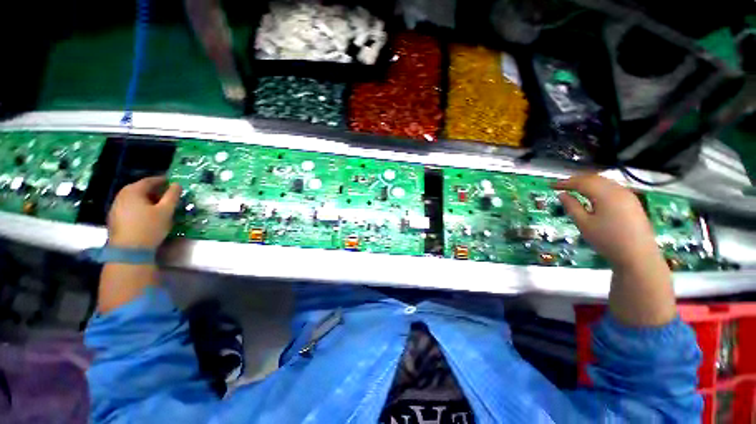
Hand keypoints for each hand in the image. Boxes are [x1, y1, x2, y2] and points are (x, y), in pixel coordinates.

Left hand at [107, 176, 181, 248]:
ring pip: (134, 198)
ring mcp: (116, 207)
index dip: (162, 180)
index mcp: (133, 191)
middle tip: (168, 194)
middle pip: (140, 188)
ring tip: (159, 205)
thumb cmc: (149, 227)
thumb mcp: (166, 211)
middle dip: (155, 190)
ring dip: (147, 199)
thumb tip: (177, 184)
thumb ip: (172, 196)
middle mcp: (121, 195)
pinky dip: (140, 206)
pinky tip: (147, 214)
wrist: (128, 250)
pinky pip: (130, 206)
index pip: (149, 180)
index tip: (172, 182)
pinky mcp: (115, 218)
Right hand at [552, 174, 664, 272]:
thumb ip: (572, 207)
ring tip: (574, 189)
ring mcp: (628, 195)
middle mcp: (618, 190)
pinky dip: (598, 188)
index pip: (581, 182)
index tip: (551, 185)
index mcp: (605, 194)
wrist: (638, 256)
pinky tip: (593, 196)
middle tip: (561, 186)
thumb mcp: (584, 224)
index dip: (565, 183)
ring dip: (587, 183)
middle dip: (576, 180)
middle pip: (594, 179)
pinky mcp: (633, 202)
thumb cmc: (607, 240)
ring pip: (604, 182)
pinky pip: (612, 188)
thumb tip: (562, 195)